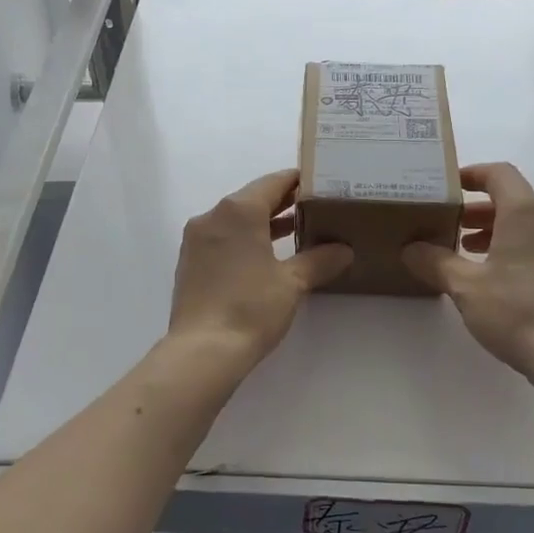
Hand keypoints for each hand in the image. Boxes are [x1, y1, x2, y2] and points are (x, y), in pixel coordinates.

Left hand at [168, 170, 351, 368]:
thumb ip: (319, 260)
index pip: (273, 182)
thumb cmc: (251, 308)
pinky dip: (244, 240)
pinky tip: (266, 256)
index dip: (298, 181)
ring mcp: (196, 240)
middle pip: (252, 198)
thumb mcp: (292, 283)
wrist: (202, 351)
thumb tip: (343, 250)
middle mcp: (212, 216)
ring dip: (263, 223)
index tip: (321, 184)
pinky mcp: (190, 263)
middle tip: (315, 208)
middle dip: (283, 203)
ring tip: (297, 231)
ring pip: (235, 220)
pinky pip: (222, 239)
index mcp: (238, 210)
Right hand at [403, 163, 533, 380]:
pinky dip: (515, 249)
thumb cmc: (517, 311)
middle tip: (449, 225)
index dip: (472, 174)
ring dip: (496, 231)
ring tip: (467, 252)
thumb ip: (435, 262)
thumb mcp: (465, 286)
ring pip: (528, 225)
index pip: (499, 174)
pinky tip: (496, 279)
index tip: (448, 188)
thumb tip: (411, 249)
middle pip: (513, 199)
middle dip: (478, 209)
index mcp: (526, 213)